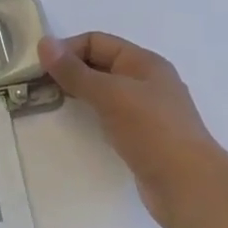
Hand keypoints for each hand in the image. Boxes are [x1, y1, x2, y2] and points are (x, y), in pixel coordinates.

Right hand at [38, 32, 225, 214]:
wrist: (189, 186)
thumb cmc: (151, 131)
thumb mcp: (109, 94)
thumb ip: (74, 71)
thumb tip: (43, 42)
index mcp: (143, 62)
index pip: (96, 41)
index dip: (67, 49)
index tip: (39, 69)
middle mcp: (146, 80)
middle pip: (100, 64)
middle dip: (69, 70)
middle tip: (38, 86)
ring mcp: (146, 109)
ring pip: (104, 90)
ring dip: (78, 92)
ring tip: (51, 102)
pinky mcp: (143, 135)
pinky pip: (110, 113)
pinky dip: (91, 112)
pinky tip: (78, 123)